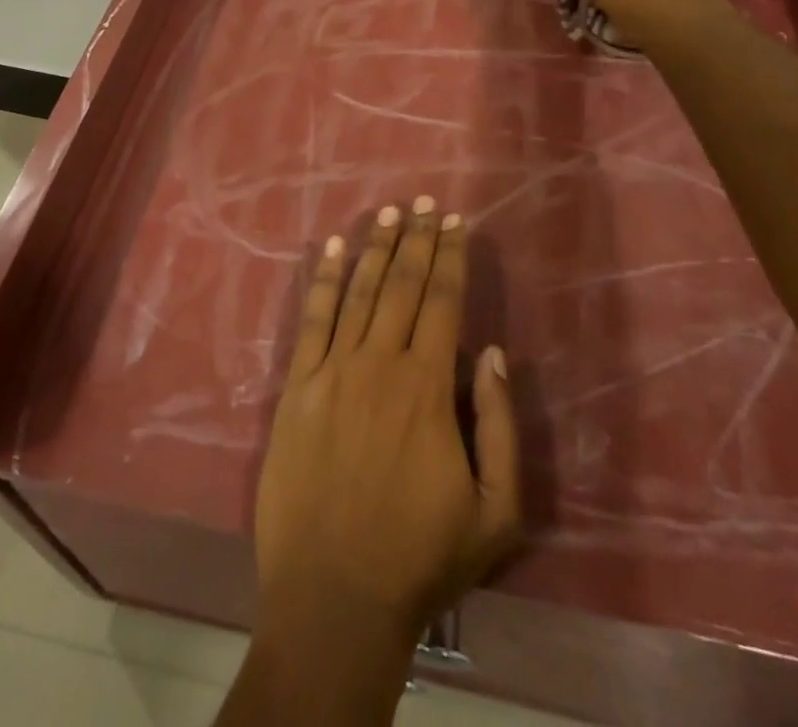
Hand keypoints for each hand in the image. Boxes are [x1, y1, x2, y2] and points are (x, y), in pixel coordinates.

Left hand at [254, 198, 520, 650]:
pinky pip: (311, 320)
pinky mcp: (297, 387)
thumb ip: (499, 425)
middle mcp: (380, 364)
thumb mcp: (495, 510)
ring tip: (390, 213)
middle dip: (418, 240)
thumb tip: (491, 352)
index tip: (456, 222)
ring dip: (376, 249)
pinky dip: (321, 280)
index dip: (451, 257)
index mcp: (427, 387)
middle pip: (403, 286)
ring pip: (358, 292)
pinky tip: (330, 248)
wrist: (334, 596)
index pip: (443, 302)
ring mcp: (333, 371)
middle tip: (425, 202)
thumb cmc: (421, 557)